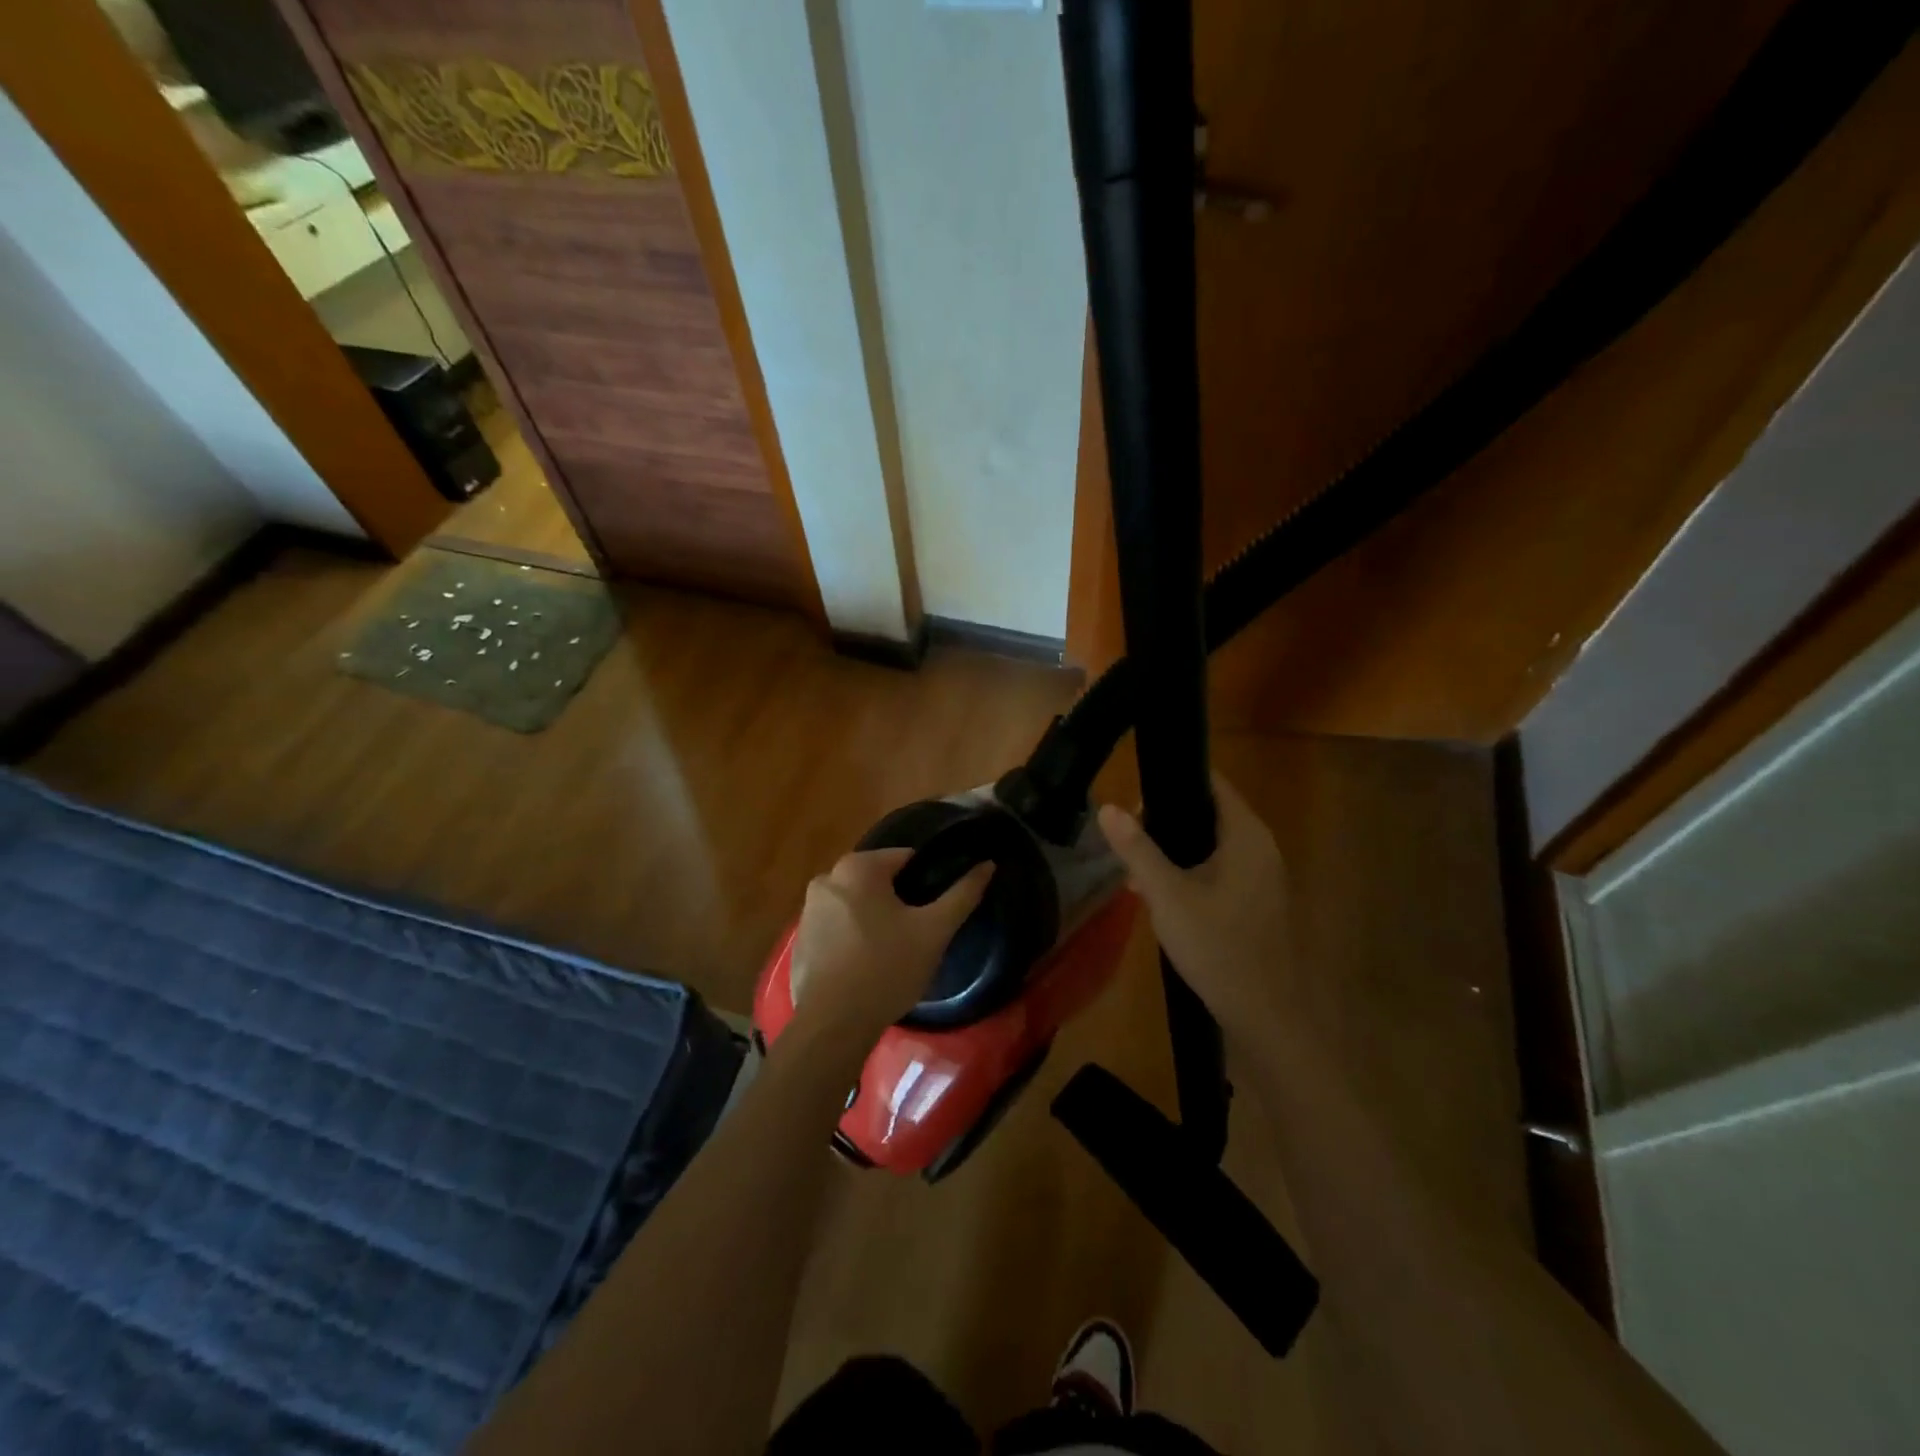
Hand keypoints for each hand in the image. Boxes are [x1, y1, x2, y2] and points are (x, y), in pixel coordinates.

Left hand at [787, 849, 992, 1056]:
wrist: (832, 1025)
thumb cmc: (887, 968)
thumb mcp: (934, 931)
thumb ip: (962, 894)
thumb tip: (987, 865)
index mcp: (858, 867)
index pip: (906, 858)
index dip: (928, 880)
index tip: (938, 908)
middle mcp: (827, 879)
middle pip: (879, 881)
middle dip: (901, 901)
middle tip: (921, 933)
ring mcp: (808, 910)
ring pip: (858, 904)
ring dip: (877, 919)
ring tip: (896, 952)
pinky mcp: (801, 940)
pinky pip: (838, 928)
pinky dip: (854, 938)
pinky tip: (868, 966)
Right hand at [1097, 775, 1291, 1038]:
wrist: (1265, 1014)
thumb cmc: (1217, 947)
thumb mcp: (1167, 895)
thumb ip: (1137, 849)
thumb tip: (1107, 807)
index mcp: (1246, 835)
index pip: (1211, 783)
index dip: (1173, 779)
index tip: (1136, 793)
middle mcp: (1260, 847)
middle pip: (1208, 813)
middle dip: (1166, 820)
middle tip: (1128, 837)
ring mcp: (1262, 875)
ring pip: (1211, 845)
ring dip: (1175, 850)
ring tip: (1136, 869)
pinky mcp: (1257, 901)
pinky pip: (1219, 870)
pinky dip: (1191, 872)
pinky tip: (1161, 895)